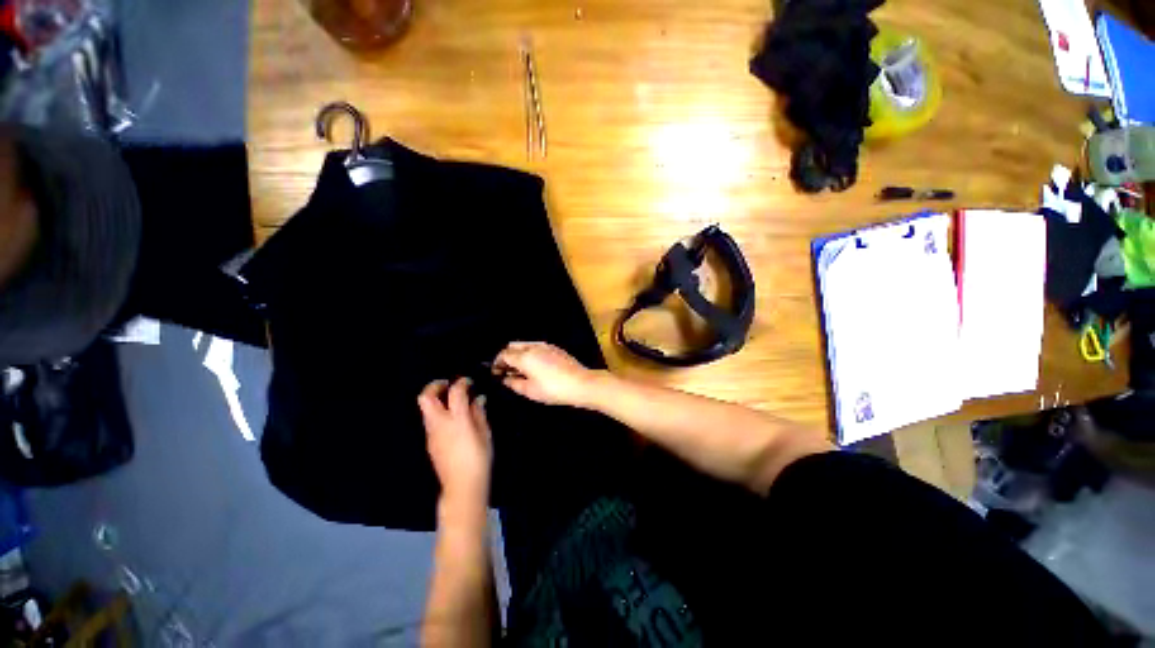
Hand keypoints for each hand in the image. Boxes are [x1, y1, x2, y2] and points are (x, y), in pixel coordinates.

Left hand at [418, 378, 492, 511]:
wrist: (461, 486)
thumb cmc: (479, 459)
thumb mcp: (485, 433)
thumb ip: (479, 413)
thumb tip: (478, 399)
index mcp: (457, 420)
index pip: (455, 392)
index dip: (462, 382)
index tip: (468, 381)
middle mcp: (440, 423)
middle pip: (426, 397)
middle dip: (435, 386)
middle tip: (448, 384)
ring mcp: (432, 433)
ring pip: (425, 408)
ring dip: (436, 399)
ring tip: (452, 400)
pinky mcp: (430, 442)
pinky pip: (430, 420)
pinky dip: (438, 412)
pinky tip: (452, 418)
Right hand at [492, 342, 601, 407]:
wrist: (580, 384)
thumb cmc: (553, 389)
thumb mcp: (530, 390)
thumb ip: (514, 383)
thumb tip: (505, 379)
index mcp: (524, 356)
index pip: (504, 354)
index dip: (497, 363)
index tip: (496, 373)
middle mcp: (534, 346)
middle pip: (513, 346)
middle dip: (507, 356)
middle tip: (506, 371)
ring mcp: (546, 346)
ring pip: (526, 345)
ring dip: (519, 354)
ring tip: (520, 370)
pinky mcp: (556, 349)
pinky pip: (537, 347)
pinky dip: (530, 354)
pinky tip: (534, 367)